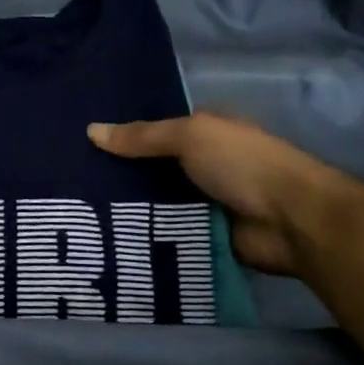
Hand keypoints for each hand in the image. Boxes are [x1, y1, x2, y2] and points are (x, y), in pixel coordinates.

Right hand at [88, 113, 352, 274]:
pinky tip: (106, 234)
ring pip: (155, 200)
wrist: (291, 222)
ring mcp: (204, 200)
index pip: (157, 129)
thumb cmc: (243, 164)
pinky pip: (165, 230)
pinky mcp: (203, 234)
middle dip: (119, 172)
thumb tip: (90, 131)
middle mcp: (204, 163)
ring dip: (128, 205)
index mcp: (206, 131)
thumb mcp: (190, 136)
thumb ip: (141, 136)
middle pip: (153, 166)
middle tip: (72, 178)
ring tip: (79, 209)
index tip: (82, 141)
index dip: (124, 133)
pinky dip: (143, 232)